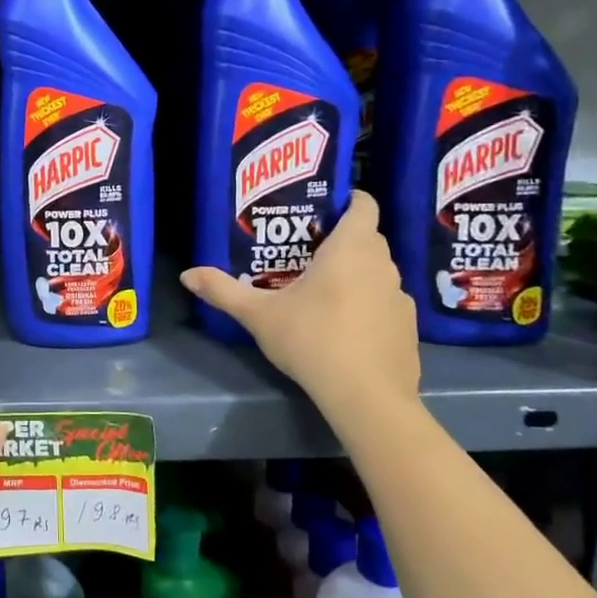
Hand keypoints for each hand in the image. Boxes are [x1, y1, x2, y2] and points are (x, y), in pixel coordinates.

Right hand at [181, 190, 420, 419]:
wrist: (367, 397)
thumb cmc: (312, 340)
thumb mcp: (259, 315)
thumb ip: (223, 291)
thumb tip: (187, 275)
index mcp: (350, 248)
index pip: (364, 204)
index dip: (347, 201)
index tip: (321, 212)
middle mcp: (382, 264)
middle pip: (367, 237)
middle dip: (341, 240)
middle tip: (306, 253)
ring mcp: (400, 297)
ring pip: (378, 271)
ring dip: (356, 274)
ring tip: (323, 291)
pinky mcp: (409, 327)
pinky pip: (386, 302)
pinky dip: (370, 306)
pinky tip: (346, 328)